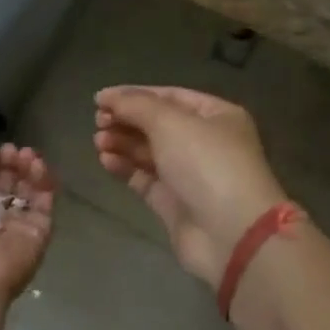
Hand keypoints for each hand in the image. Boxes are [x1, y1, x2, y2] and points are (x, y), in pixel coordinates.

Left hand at [0, 137, 55, 315]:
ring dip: (27, 167)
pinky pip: (44, 205)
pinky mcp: (36, 237)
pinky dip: (43, 181)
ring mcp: (9, 231)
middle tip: (8, 150)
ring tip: (24, 154)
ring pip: (26, 191)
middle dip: (7, 161)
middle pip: (2, 183)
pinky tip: (36, 165)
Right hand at [93, 86, 287, 285]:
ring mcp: (190, 174)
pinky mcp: (175, 203)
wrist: (231, 234)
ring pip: (149, 151)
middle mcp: (205, 142)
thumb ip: (136, 105)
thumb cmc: (206, 164)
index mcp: (216, 116)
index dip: (135, 95)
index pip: (170, 96)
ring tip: (98, 141)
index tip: (100, 99)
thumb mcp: (171, 122)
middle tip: (98, 122)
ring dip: (123, 143)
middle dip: (127, 120)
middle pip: (158, 124)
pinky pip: (145, 179)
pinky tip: (105, 160)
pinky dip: (125, 168)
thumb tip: (107, 96)